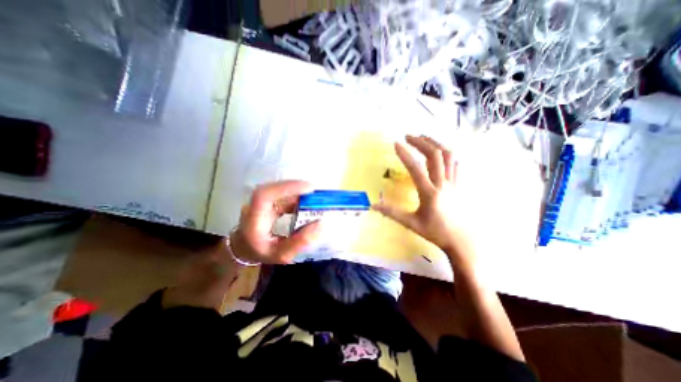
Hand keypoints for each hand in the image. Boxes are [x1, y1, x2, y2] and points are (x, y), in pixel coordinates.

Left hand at [232, 180, 321, 263]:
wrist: (244, 249)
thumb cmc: (260, 253)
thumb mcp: (281, 254)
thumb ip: (300, 241)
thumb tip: (321, 223)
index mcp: (254, 220)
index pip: (265, 195)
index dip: (286, 188)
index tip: (309, 188)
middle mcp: (255, 206)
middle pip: (274, 189)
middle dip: (296, 188)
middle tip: (317, 194)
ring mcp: (260, 202)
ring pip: (279, 190)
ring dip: (298, 193)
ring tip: (314, 199)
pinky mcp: (267, 201)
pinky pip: (282, 195)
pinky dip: (296, 197)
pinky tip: (306, 204)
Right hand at [372, 136, 474, 265]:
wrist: (461, 241)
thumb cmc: (435, 232)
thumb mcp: (411, 223)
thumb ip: (392, 213)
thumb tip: (373, 206)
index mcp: (429, 193)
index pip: (415, 168)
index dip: (405, 154)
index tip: (396, 144)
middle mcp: (443, 184)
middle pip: (434, 155)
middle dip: (421, 142)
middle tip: (408, 136)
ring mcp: (453, 183)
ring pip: (448, 156)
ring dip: (435, 143)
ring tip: (423, 137)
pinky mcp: (459, 184)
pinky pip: (456, 163)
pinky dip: (447, 153)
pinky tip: (440, 151)